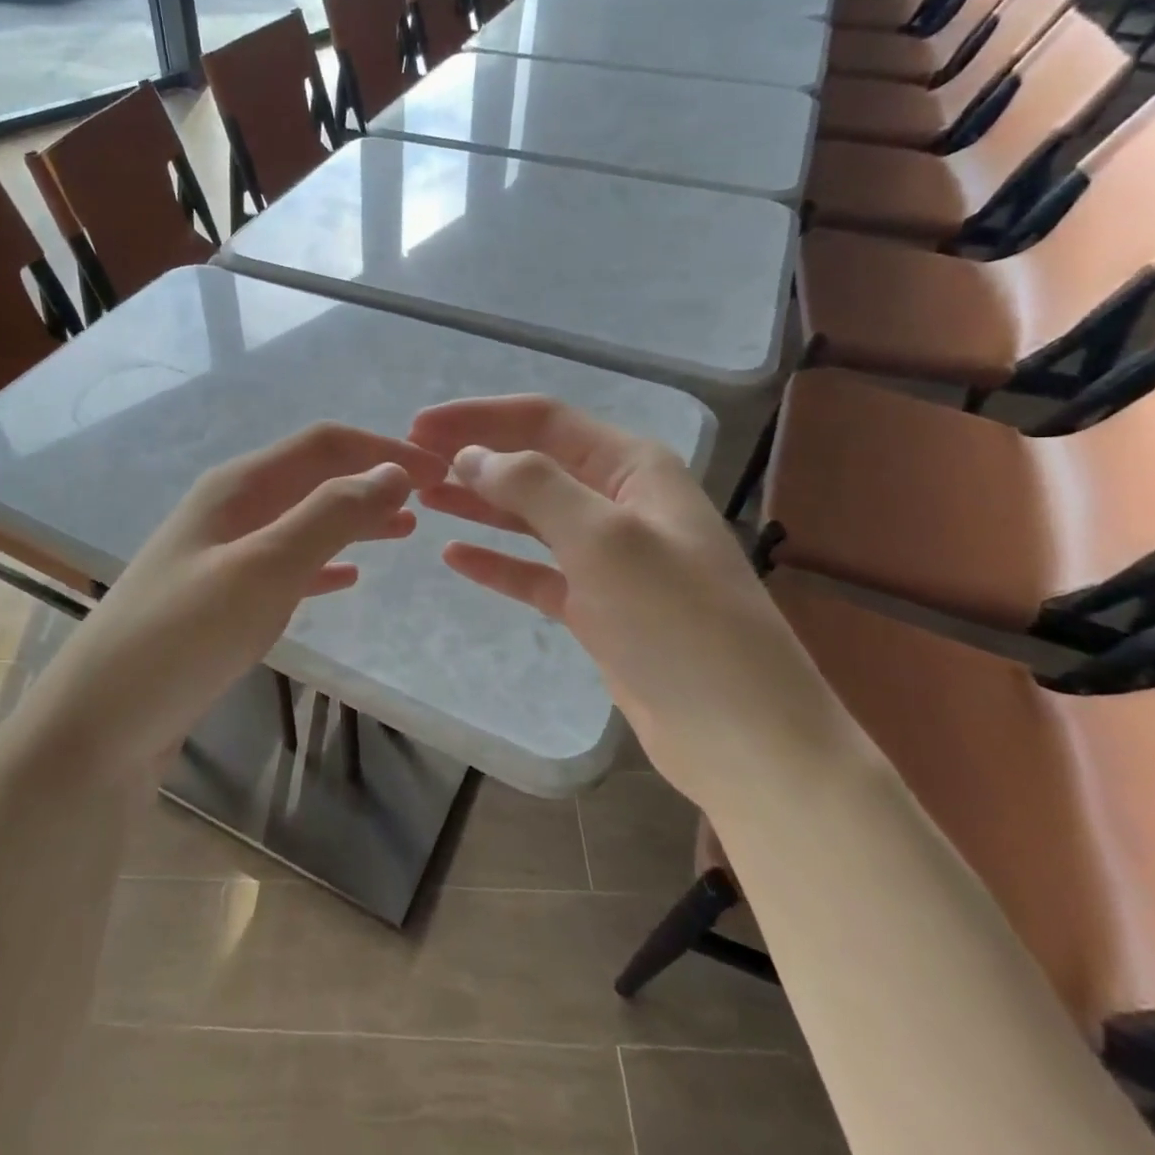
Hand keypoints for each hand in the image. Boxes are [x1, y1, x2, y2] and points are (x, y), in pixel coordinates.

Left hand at [11, 423, 447, 778]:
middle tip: (432, 501)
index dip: (383, 449)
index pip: (324, 444)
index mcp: (238, 486)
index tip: (440, 472)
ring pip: (303, 520)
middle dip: (372, 480)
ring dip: (354, 518)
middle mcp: (230, 508)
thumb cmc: (184, 637)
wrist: (100, 724)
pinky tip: (348, 577)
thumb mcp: (264, 568)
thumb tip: (395, 471)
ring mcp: (222, 553)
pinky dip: (324, 562)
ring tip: (405, 530)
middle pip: (314, 476)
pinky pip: (286, 563)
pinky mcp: (220, 598)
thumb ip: (330, 515)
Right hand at [409, 395, 834, 805]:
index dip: (479, 417)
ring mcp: (609, 557)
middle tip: (411, 465)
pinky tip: (454, 556)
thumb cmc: (679, 623)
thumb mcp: (605, 539)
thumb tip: (470, 456)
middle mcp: (620, 502)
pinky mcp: (597, 606)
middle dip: (474, 458)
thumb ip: (534, 487)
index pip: (543, 421)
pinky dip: (496, 562)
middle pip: (533, 464)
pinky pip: (534, 571)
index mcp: (633, 467)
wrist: (743, 738)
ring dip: (479, 504)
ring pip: (530, 516)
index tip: (419, 427)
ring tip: (424, 498)